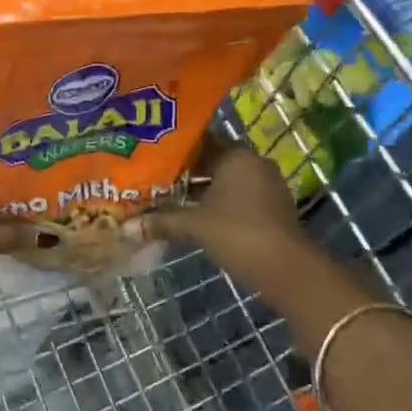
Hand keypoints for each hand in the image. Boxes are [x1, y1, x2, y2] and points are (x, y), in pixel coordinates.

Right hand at [143, 138, 307, 284]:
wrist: (287, 269)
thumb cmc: (237, 233)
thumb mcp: (194, 225)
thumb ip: (161, 221)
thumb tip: (124, 227)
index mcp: (236, 155)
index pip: (200, 141)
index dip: (174, 149)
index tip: (150, 156)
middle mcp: (253, 163)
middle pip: (212, 161)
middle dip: (185, 172)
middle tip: (154, 178)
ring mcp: (267, 186)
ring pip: (225, 181)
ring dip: (201, 191)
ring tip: (169, 198)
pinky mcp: (272, 208)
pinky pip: (238, 197)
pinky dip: (218, 204)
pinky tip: (196, 216)